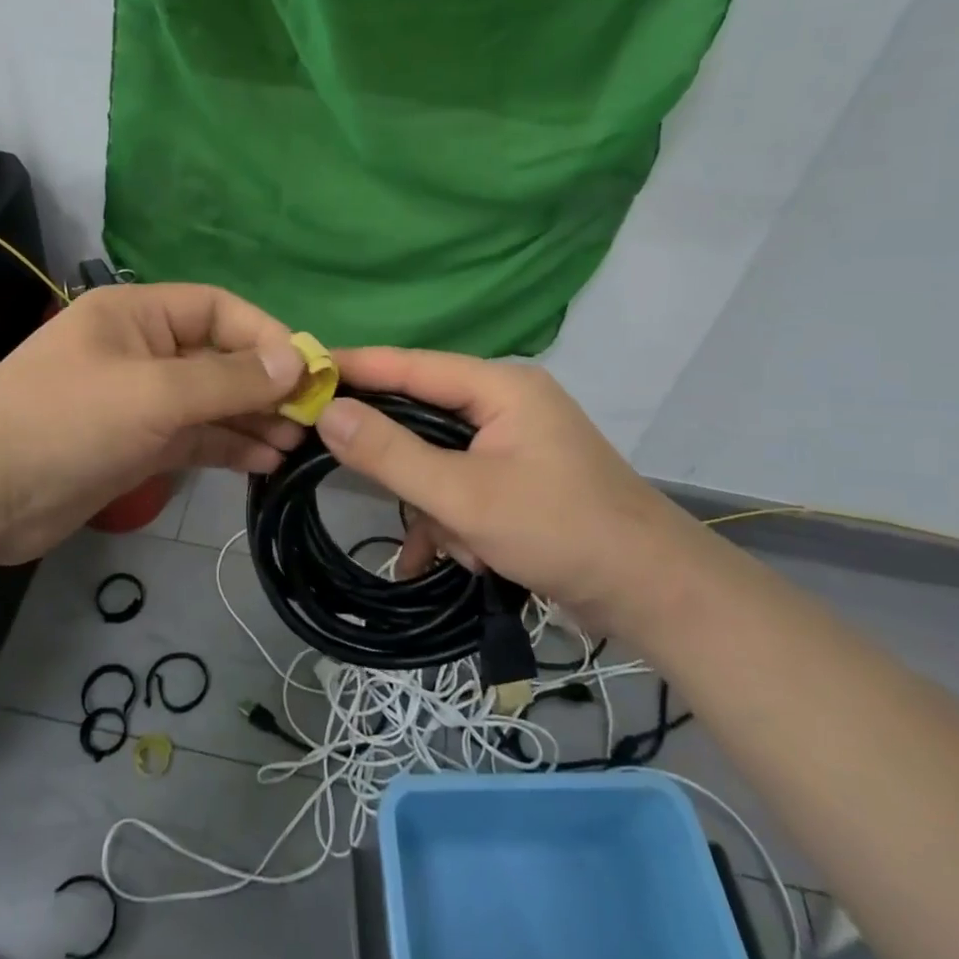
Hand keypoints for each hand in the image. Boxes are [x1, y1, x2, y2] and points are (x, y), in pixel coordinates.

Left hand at [0, 283, 306, 563]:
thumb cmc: (66, 420)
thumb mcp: (154, 393)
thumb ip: (227, 379)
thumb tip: (295, 363)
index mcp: (139, 316)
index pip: (218, 309)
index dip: (265, 335)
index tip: (306, 371)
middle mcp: (143, 351)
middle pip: (219, 357)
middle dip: (264, 385)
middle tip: (311, 417)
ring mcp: (140, 402)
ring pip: (211, 403)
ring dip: (253, 419)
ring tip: (297, 444)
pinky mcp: (137, 446)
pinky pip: (195, 438)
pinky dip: (229, 446)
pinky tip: (265, 461)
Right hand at [314, 347, 701, 624]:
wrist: (656, 594)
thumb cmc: (560, 530)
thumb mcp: (464, 496)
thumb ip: (391, 453)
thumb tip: (327, 412)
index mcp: (499, 386)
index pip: (409, 365)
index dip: (354, 368)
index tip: (302, 374)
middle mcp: (505, 403)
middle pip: (422, 416)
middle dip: (405, 467)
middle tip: (362, 480)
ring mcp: (514, 442)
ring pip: (439, 460)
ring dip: (437, 507)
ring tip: (457, 546)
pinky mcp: (519, 478)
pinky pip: (463, 485)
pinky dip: (454, 520)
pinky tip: (455, 560)